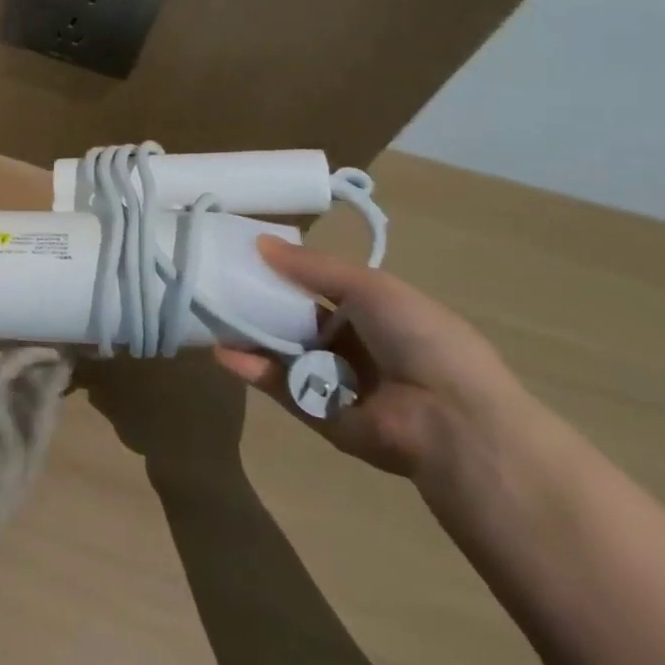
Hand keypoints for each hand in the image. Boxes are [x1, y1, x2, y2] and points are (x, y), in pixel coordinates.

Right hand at [213, 237, 528, 479]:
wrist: (453, 422)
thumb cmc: (421, 340)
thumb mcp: (371, 288)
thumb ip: (313, 267)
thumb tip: (258, 242)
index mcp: (378, 316)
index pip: (321, 289)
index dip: (286, 273)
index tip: (245, 256)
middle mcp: (357, 348)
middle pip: (297, 322)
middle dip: (261, 304)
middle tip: (219, 284)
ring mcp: (337, 383)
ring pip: (283, 354)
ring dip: (250, 336)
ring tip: (211, 315)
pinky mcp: (320, 415)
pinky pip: (281, 388)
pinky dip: (252, 371)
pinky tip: (223, 353)